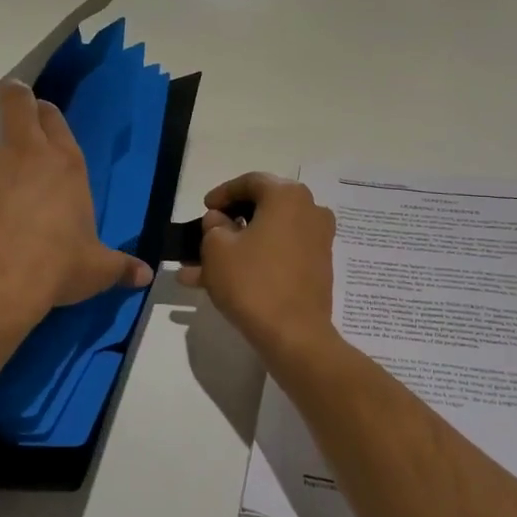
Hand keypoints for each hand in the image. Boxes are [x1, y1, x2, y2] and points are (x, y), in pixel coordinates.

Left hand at [0, 80, 151, 318]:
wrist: (0, 274)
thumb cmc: (57, 263)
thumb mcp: (95, 268)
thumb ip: (119, 267)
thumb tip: (146, 277)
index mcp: (62, 164)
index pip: (56, 122)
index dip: (48, 112)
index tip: (41, 107)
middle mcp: (21, 153)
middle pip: (13, 109)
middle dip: (10, 98)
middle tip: (5, 93)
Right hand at [180, 173, 336, 362]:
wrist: (295, 335)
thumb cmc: (253, 281)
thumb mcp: (217, 248)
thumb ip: (213, 226)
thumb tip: (220, 221)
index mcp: (287, 195)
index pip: (250, 182)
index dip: (222, 193)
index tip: (204, 208)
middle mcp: (309, 210)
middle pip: (260, 209)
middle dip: (227, 225)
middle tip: (203, 237)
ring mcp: (316, 240)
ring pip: (266, 237)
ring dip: (234, 249)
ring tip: (199, 270)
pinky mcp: (317, 267)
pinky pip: (278, 255)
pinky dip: (253, 262)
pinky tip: (220, 283)